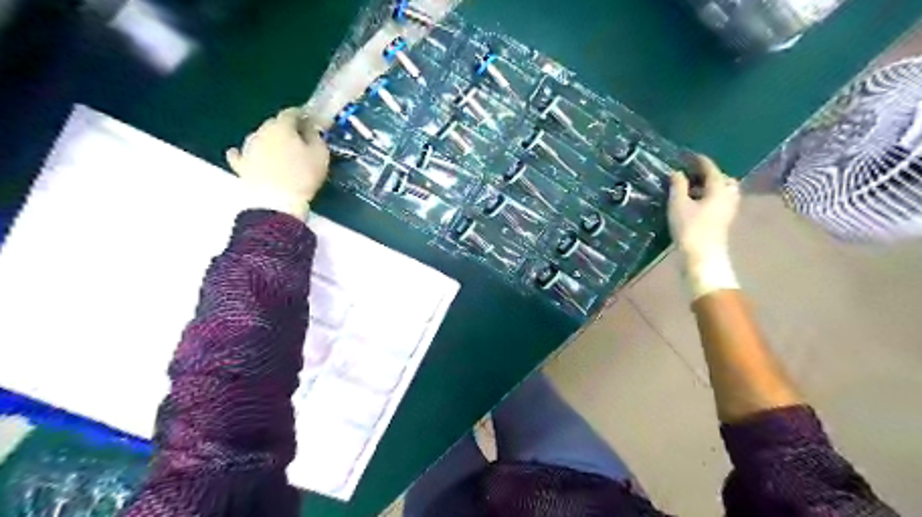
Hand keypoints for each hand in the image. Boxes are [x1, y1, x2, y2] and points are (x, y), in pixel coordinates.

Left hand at [227, 108, 331, 218]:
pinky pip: (241, 155)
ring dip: (270, 141)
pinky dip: (246, 154)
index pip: (291, 113)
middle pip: (274, 125)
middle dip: (286, 129)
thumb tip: (311, 128)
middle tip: (299, 140)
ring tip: (281, 153)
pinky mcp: (241, 166)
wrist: (276, 202)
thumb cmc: (303, 176)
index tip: (311, 122)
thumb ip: (316, 137)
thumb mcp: (320, 155)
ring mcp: (248, 149)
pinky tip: (247, 155)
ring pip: (259, 138)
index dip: (302, 115)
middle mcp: (261, 132)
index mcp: (281, 126)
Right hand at [670, 156, 740, 295]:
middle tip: (693, 175)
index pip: (711, 168)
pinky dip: (711, 198)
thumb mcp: (678, 204)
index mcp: (719, 188)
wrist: (702, 257)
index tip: (689, 156)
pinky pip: (721, 202)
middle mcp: (728, 196)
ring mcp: (728, 210)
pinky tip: (697, 204)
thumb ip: (678, 186)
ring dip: (712, 187)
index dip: (699, 161)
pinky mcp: (724, 222)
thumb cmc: (689, 228)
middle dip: (710, 174)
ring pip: (724, 192)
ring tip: (693, 190)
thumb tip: (677, 172)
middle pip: (724, 179)